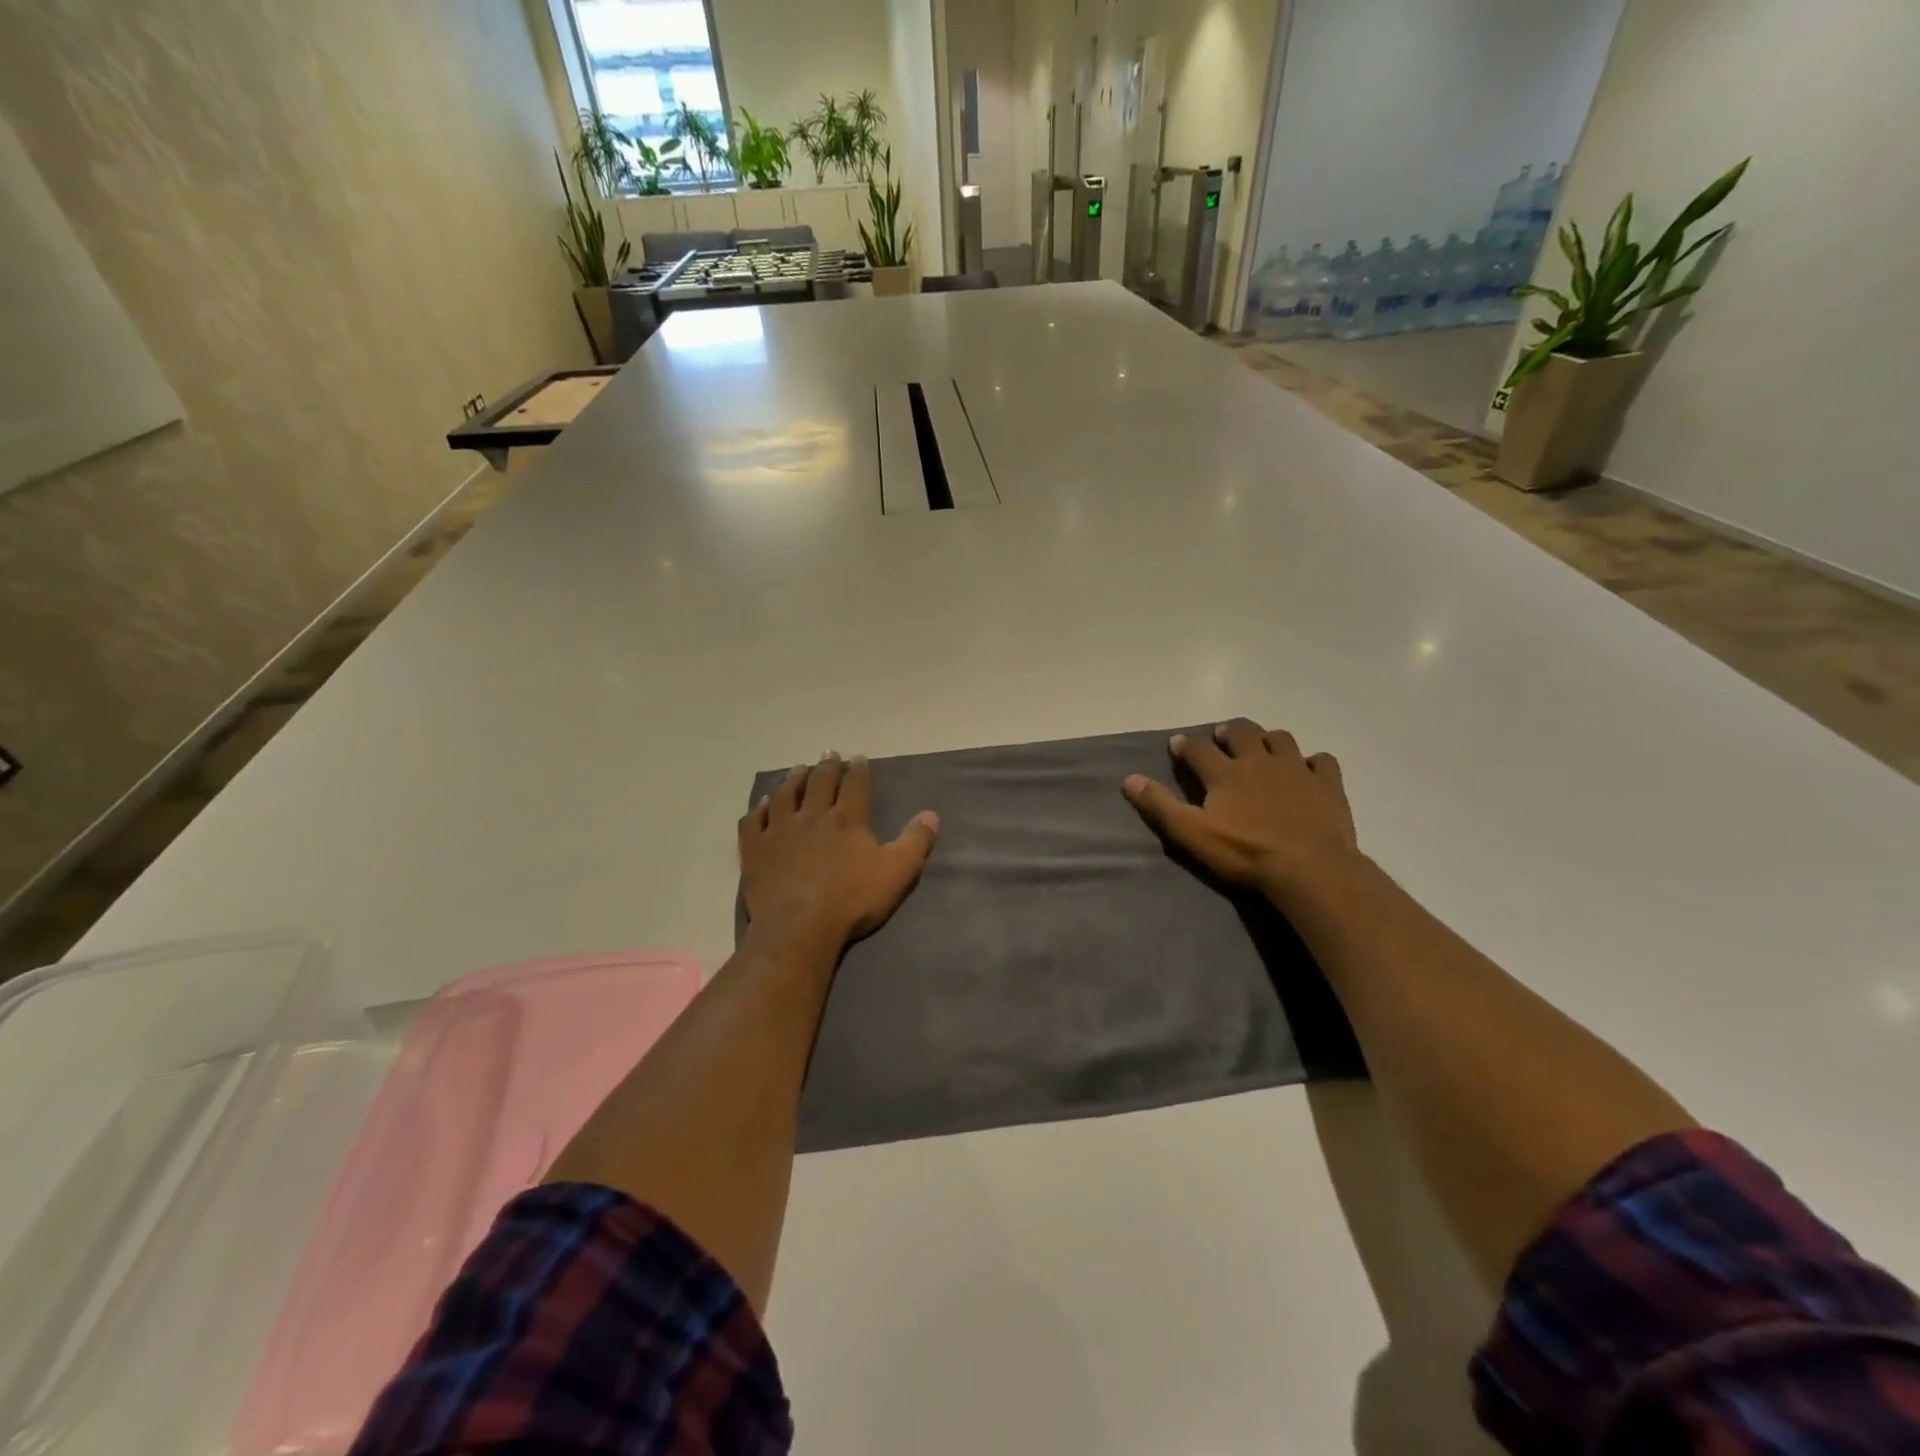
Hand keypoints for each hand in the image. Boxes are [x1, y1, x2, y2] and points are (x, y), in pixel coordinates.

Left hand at [739, 753, 939, 950]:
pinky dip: (758, 808)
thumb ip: (915, 841)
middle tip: (829, 753)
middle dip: (827, 766)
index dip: (858, 769)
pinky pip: (754, 821)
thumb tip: (931, 814)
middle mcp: (812, 815)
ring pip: (785, 794)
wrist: (799, 926)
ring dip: (793, 778)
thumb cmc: (852, 899)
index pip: (855, 784)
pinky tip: (762, 803)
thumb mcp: (897, 872)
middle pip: (819, 782)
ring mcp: (779, 830)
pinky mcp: (755, 849)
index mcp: (847, 819)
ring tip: (798, 768)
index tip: (859, 757)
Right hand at [1122, 719, 1359, 901]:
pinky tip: (1309, 769)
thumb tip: (1129, 779)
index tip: (1177, 743)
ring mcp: (1296, 770)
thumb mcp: (1191, 833)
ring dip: (1268, 738)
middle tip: (1222, 735)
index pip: (1198, 749)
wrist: (1309, 868)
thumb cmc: (1245, 852)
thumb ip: (1160, 805)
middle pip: (1242, 733)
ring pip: (1281, 739)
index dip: (1185, 745)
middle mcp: (1259, 762)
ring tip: (1262, 745)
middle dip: (1228, 731)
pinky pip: (1321, 761)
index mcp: (1225, 773)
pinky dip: (1312, 761)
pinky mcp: (1327, 785)